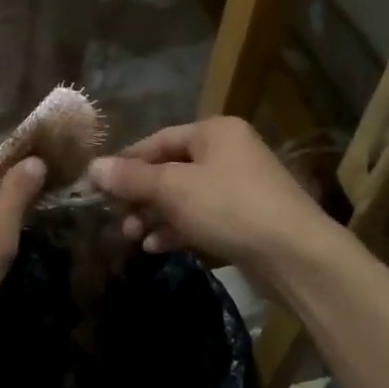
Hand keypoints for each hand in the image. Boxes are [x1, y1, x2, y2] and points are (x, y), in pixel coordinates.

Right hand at [87, 118, 328, 268]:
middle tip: (116, 217)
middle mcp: (228, 153)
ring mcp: (239, 187)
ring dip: (155, 215)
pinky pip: (202, 217)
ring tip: (131, 235)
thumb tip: (93, 167)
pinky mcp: (245, 219)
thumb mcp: (174, 189)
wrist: (295, 255)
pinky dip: (178, 229)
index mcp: (214, 132)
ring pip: (185, 196)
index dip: (126, 162)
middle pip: (170, 169)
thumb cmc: (230, 208)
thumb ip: (132, 178)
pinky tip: (155, 247)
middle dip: (140, 194)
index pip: (158, 141)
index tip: (98, 185)